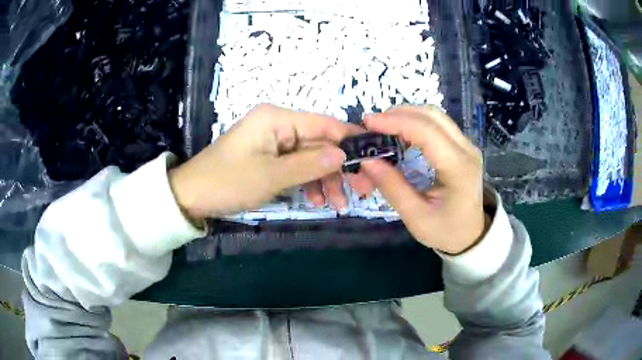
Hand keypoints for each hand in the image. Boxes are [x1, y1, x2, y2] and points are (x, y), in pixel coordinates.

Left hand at [168, 104, 365, 218]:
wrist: (192, 196)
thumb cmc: (228, 182)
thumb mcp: (271, 176)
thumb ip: (310, 164)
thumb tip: (344, 154)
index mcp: (277, 118)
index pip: (323, 124)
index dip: (349, 140)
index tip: (372, 160)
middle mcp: (278, 123)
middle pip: (319, 142)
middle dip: (338, 167)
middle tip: (360, 191)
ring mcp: (273, 140)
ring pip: (310, 156)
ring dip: (324, 179)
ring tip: (336, 204)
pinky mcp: (269, 156)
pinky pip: (296, 165)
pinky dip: (307, 181)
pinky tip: (315, 199)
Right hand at [360, 106, 488, 254]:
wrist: (471, 235)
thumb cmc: (445, 231)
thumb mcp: (416, 217)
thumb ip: (392, 187)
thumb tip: (367, 160)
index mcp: (458, 168)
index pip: (427, 132)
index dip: (396, 122)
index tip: (368, 123)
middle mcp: (467, 150)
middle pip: (432, 116)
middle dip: (399, 114)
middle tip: (372, 123)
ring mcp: (467, 146)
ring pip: (436, 116)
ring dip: (408, 114)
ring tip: (383, 125)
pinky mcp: (462, 146)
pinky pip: (438, 124)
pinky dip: (416, 122)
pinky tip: (401, 131)